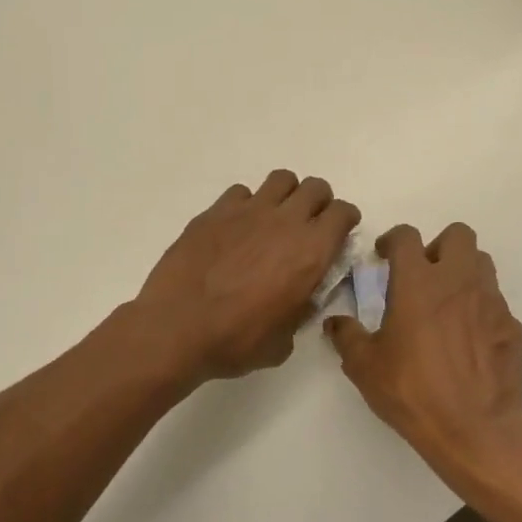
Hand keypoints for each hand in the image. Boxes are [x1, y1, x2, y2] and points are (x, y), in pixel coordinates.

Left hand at [133, 170, 360, 382]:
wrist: (177, 327)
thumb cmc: (236, 341)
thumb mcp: (284, 340)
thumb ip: (300, 310)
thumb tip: (301, 298)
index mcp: (311, 252)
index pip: (343, 213)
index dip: (344, 222)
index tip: (337, 235)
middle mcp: (285, 222)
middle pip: (316, 188)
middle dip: (319, 203)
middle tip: (308, 225)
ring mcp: (248, 211)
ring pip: (281, 180)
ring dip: (285, 196)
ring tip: (274, 219)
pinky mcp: (215, 212)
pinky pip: (241, 193)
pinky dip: (245, 205)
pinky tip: (236, 228)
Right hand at [325, 223, 521, 491]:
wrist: (474, 430)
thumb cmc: (413, 391)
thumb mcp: (364, 367)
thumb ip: (347, 337)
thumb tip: (335, 323)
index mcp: (418, 283)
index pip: (406, 237)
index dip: (392, 240)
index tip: (383, 256)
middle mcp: (458, 281)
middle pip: (458, 235)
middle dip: (438, 246)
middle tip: (422, 274)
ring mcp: (491, 302)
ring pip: (482, 264)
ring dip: (463, 272)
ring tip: (446, 302)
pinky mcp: (512, 327)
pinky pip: (496, 304)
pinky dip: (480, 310)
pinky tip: (469, 339)